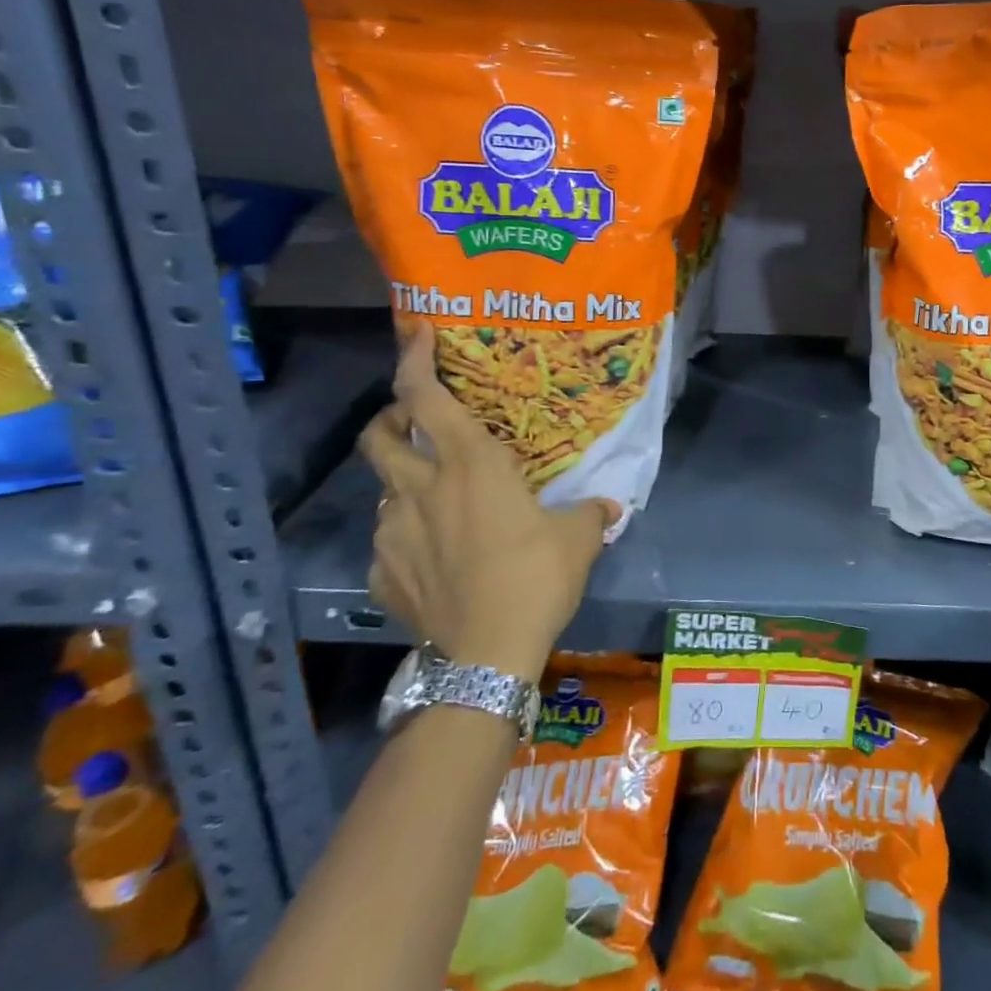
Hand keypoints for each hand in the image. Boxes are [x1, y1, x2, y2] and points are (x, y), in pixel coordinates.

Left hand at [357, 325, 619, 679]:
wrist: (487, 656)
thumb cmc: (536, 577)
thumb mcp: (577, 539)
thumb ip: (591, 514)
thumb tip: (610, 507)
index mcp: (469, 465)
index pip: (425, 396)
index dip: (414, 360)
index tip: (417, 334)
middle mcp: (421, 490)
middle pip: (380, 437)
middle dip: (390, 419)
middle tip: (413, 422)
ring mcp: (393, 534)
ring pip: (384, 493)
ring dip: (404, 486)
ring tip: (435, 502)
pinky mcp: (382, 576)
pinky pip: (388, 545)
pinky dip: (405, 540)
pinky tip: (431, 559)